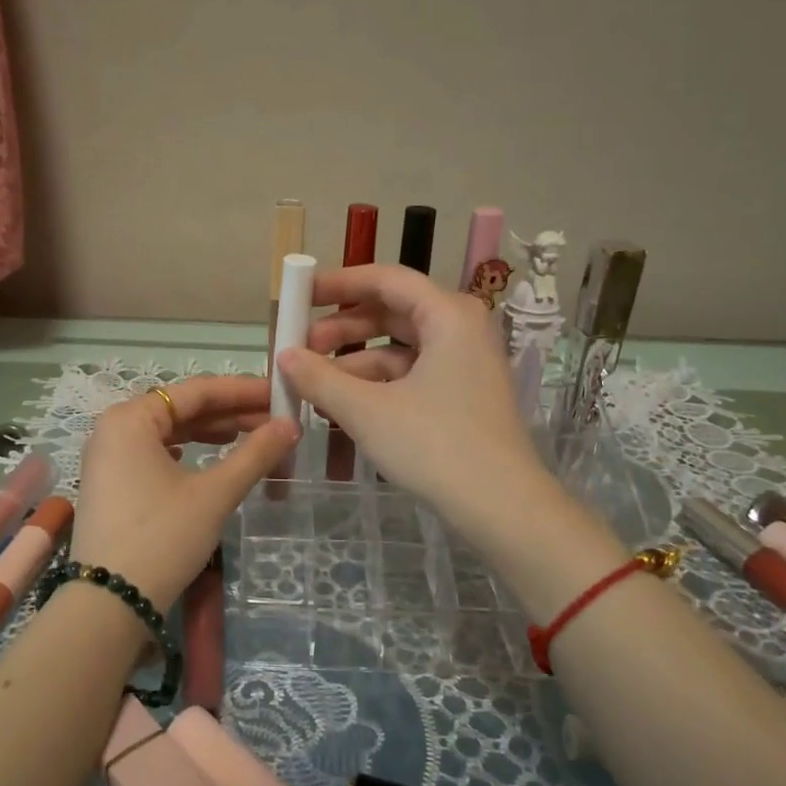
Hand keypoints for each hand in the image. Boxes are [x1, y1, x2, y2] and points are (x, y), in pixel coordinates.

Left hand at [68, 375, 298, 611]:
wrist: (109, 603)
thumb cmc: (162, 537)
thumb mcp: (214, 494)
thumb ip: (254, 454)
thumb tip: (291, 425)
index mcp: (130, 418)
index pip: (196, 391)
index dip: (242, 391)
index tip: (279, 394)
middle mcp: (113, 429)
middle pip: (181, 409)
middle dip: (230, 413)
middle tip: (275, 420)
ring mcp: (108, 458)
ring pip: (169, 432)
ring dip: (211, 433)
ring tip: (252, 437)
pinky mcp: (111, 485)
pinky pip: (156, 454)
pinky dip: (188, 452)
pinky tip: (210, 457)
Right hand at [275, 263, 544, 527]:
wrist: (502, 506)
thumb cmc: (435, 446)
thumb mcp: (367, 411)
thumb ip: (319, 378)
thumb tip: (284, 355)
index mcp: (448, 315)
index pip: (386, 279)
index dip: (338, 284)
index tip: (300, 295)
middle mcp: (461, 328)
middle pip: (392, 312)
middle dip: (342, 328)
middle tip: (300, 348)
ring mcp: (465, 363)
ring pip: (399, 347)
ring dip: (354, 361)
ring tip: (312, 384)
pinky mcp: (463, 394)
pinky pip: (411, 374)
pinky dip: (376, 383)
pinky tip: (342, 404)